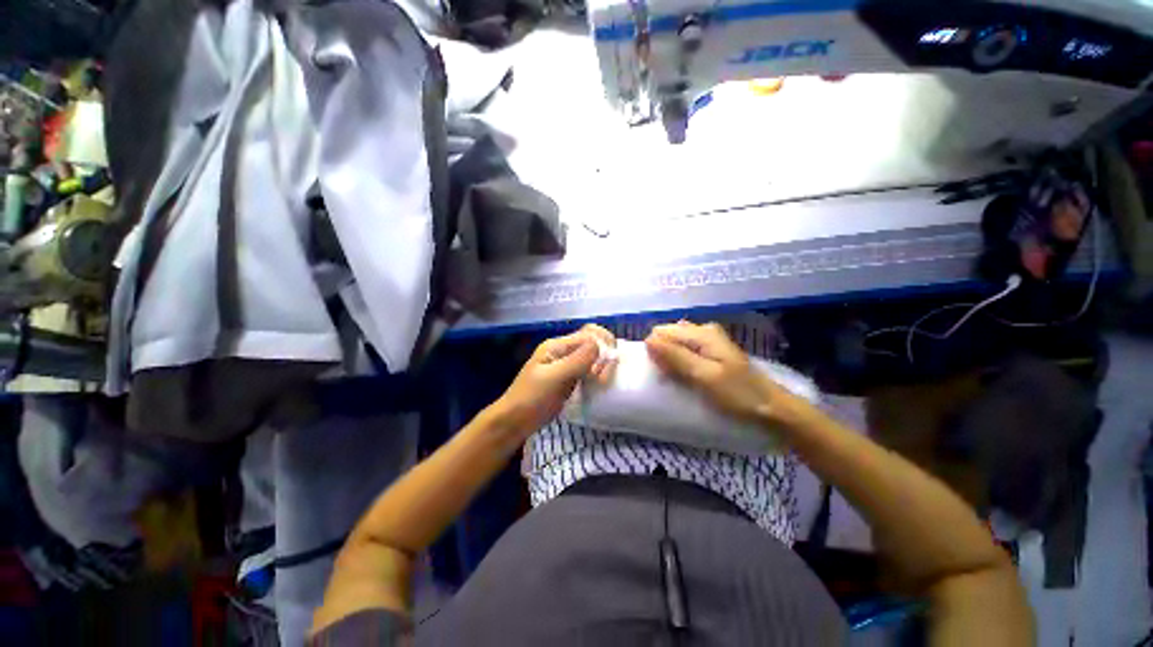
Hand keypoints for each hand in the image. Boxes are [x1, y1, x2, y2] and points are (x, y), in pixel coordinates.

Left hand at [491, 324, 616, 437]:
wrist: (514, 421)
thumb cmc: (531, 398)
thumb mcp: (553, 378)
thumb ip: (576, 360)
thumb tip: (599, 345)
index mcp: (557, 345)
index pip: (589, 334)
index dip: (602, 348)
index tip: (603, 370)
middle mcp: (563, 350)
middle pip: (593, 341)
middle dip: (605, 356)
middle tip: (602, 379)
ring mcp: (567, 364)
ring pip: (593, 355)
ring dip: (602, 365)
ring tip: (600, 383)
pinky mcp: (570, 377)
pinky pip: (589, 368)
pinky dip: (597, 373)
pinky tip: (597, 385)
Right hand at [645, 321, 796, 424]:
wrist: (772, 409)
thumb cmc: (738, 394)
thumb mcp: (704, 376)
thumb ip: (676, 357)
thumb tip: (647, 340)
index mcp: (701, 332)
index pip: (661, 332)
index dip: (655, 351)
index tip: (661, 372)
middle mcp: (703, 330)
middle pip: (668, 336)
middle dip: (662, 355)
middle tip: (670, 378)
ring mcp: (708, 341)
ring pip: (675, 345)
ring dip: (670, 361)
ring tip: (678, 379)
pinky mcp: (711, 353)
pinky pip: (685, 353)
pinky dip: (680, 364)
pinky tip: (687, 377)